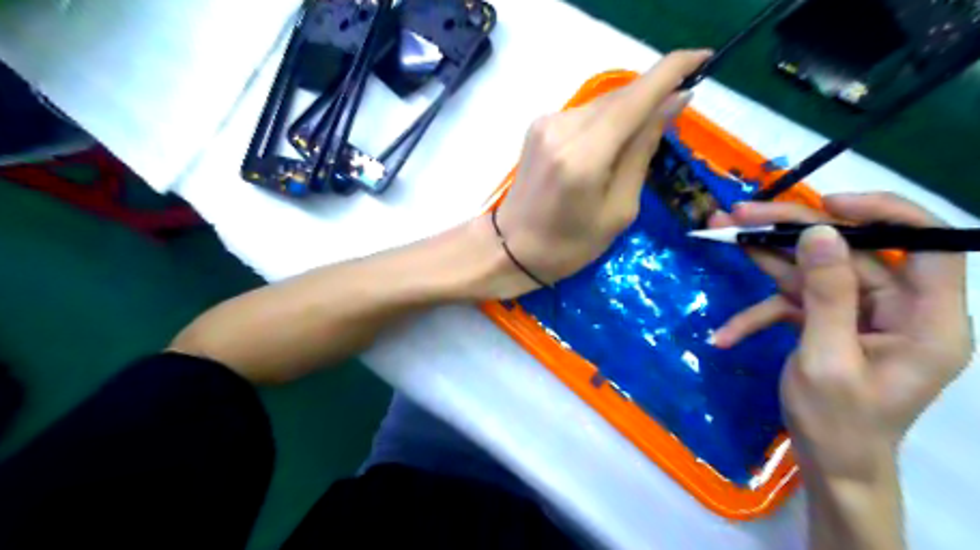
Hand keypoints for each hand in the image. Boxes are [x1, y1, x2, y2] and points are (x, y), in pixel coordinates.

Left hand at [491, 49, 713, 297]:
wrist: (512, 248)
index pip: (636, 97)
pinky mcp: (539, 126)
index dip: (674, 71)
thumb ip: (643, 152)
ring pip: (603, 102)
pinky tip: (609, 145)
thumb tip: (673, 103)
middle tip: (673, 117)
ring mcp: (546, 123)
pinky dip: (606, 121)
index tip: (704, 59)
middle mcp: (562, 128)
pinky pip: (585, 113)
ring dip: (628, 112)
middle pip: (620, 96)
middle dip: (652, 97)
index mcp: (584, 157)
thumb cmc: (570, 245)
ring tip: (637, 143)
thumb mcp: (619, 210)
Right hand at [714, 195, 970, 479]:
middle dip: (790, 232)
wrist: (828, 463)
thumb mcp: (826, 359)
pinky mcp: (828, 322)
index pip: (929, 245)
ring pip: (813, 270)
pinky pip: (793, 303)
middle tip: (739, 214)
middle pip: (848, 252)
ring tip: (722, 231)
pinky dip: (758, 314)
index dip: (886, 213)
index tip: (826, 205)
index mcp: (926, 320)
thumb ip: (827, 295)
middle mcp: (897, 309)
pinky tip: (726, 335)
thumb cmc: (838, 422)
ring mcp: (858, 314)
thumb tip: (819, 233)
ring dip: (765, 256)